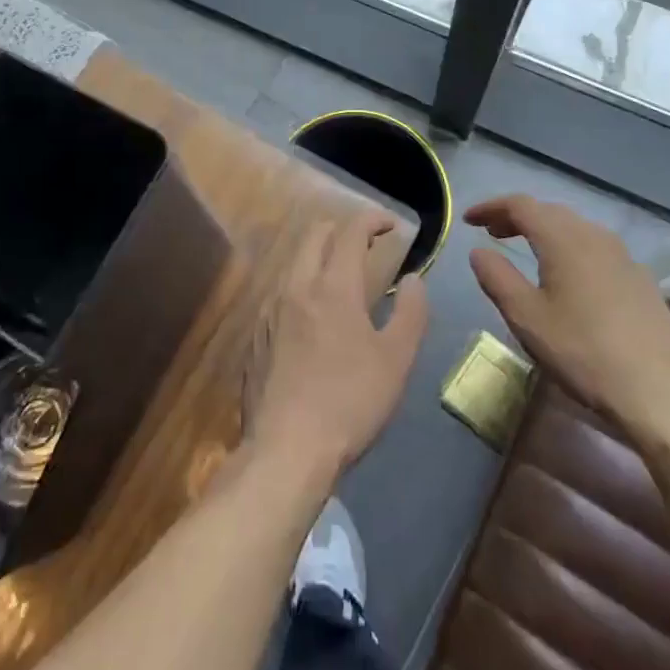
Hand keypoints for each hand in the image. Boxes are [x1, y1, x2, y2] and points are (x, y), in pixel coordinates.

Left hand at [246, 211, 429, 480]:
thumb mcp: (395, 362)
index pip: (351, 232)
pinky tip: (311, 314)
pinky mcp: (256, 333)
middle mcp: (296, 285)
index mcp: (333, 287)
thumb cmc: (349, 403)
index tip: (391, 225)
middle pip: (315, 235)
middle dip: (341, 229)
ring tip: (340, 276)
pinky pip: (280, 290)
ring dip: (318, 254)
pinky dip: (301, 284)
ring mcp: (270, 308)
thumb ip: (411, 313)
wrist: (286, 448)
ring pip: (294, 261)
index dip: (372, 220)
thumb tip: (413, 279)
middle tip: (365, 244)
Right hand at [467, 195, 669, 448]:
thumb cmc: (583, 352)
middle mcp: (595, 236)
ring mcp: (624, 257)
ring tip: (528, 251)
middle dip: (517, 218)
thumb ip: (497, 277)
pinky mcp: (642, 281)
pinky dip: (572, 250)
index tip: (468, 220)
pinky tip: (571, 279)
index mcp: (563, 238)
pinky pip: (597, 250)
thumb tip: (479, 251)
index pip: (520, 205)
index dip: (491, 207)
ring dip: (546, 232)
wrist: (660, 395)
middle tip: (493, 233)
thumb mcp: (526, 317)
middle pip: (549, 212)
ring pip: (576, 229)